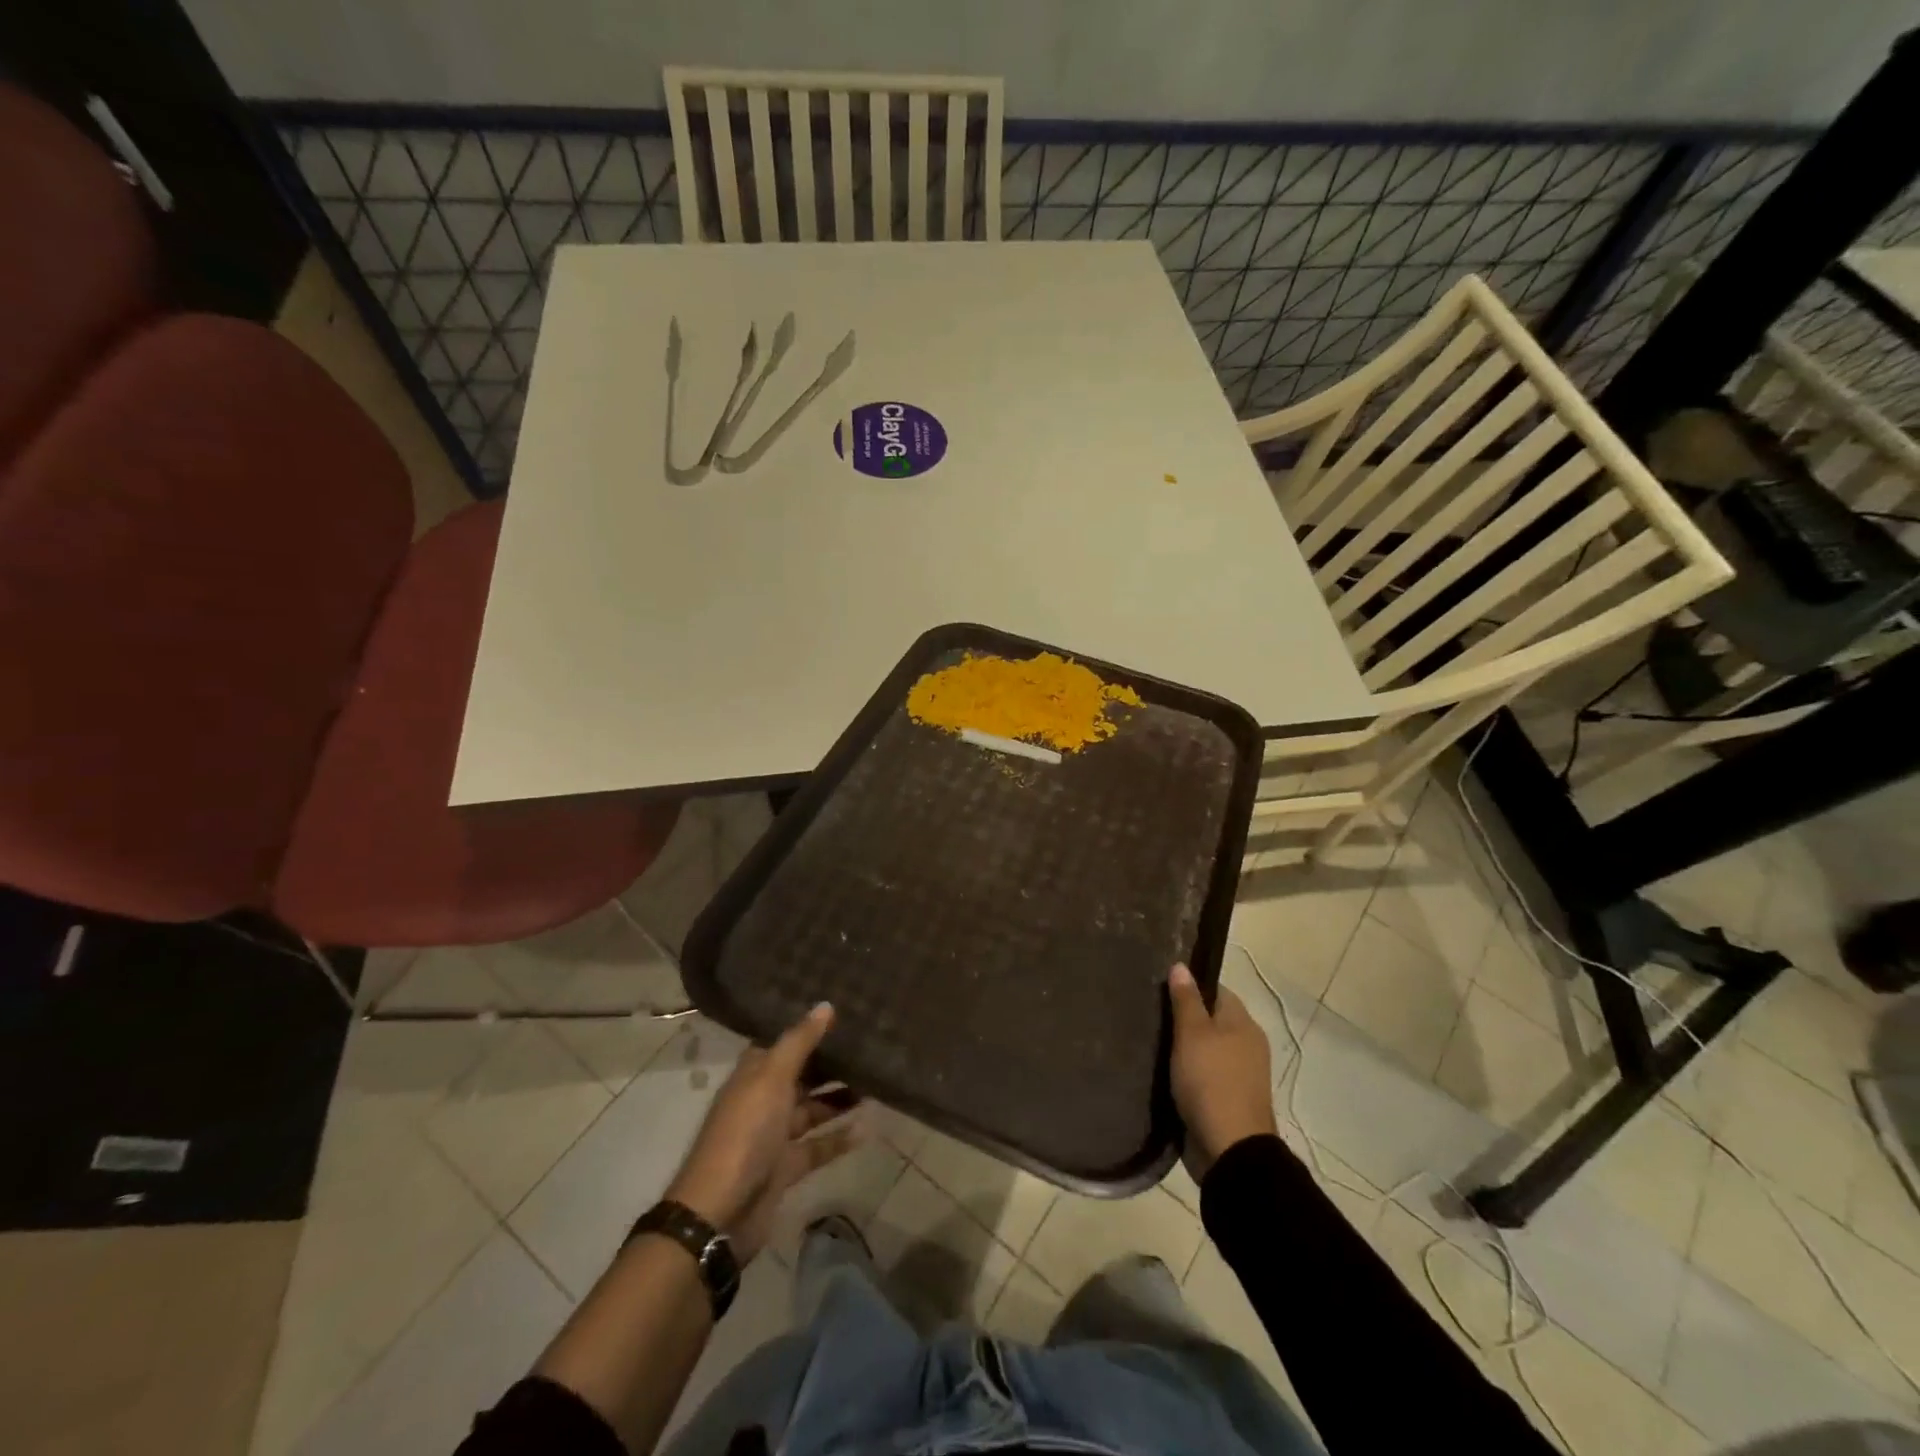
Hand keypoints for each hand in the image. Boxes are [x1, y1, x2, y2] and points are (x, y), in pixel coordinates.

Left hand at [666, 1003, 860, 1259]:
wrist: (720, 1212)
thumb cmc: (745, 1133)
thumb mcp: (772, 1079)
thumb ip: (800, 1042)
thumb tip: (826, 1005)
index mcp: (754, 1074)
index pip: (784, 1042)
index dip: (809, 1027)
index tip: (844, 1011)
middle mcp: (764, 1099)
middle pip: (802, 1074)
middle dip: (831, 1062)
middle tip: (870, 1044)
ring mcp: (774, 1135)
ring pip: (812, 1108)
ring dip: (839, 1097)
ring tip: (876, 1082)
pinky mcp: (786, 1166)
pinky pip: (818, 1145)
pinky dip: (840, 1137)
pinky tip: (869, 1127)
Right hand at [1168, 963, 1276, 1181]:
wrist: (1230, 1150)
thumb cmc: (1211, 1081)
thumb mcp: (1193, 1034)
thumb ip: (1186, 1000)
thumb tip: (1181, 966)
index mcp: (1243, 1023)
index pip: (1215, 990)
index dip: (1189, 986)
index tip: (1159, 988)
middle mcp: (1246, 1044)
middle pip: (1210, 1020)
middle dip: (1182, 1019)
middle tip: (1148, 1014)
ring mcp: (1239, 1075)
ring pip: (1205, 1050)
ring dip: (1182, 1048)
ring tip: (1148, 1041)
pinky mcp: (1227, 1099)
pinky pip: (1203, 1075)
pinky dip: (1186, 1073)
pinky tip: (1161, 1071)